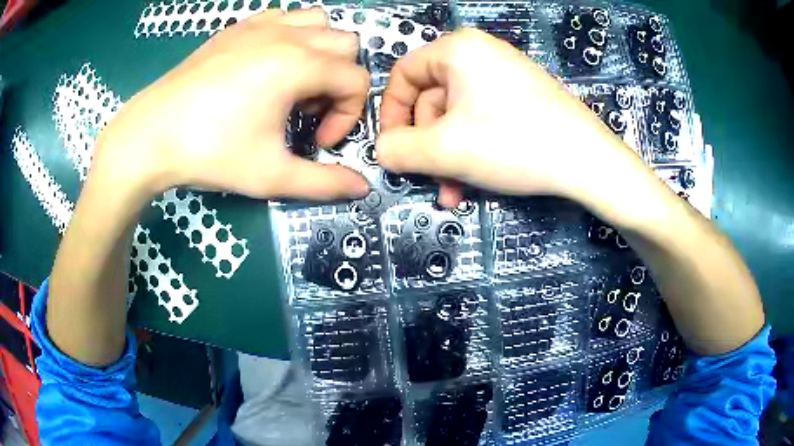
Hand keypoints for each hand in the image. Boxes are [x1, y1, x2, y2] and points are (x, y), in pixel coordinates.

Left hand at [95, 8, 369, 201]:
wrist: (151, 135)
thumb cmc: (210, 152)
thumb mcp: (271, 175)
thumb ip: (324, 183)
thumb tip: (362, 188)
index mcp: (299, 65)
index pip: (357, 81)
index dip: (349, 116)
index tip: (319, 141)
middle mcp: (287, 35)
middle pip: (346, 46)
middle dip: (338, 81)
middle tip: (306, 113)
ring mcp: (261, 25)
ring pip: (318, 23)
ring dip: (320, 53)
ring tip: (292, 84)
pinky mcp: (238, 27)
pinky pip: (284, 18)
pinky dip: (291, 37)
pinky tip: (268, 65)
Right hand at [376, 29, 641, 207]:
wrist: (588, 161)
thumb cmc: (514, 143)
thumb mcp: (444, 150)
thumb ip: (398, 149)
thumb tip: (381, 150)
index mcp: (457, 49)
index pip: (403, 76)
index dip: (391, 115)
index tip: (393, 150)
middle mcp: (479, 54)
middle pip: (431, 100)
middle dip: (428, 147)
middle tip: (432, 180)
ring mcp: (504, 75)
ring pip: (457, 117)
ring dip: (449, 157)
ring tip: (454, 191)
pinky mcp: (521, 97)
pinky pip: (481, 120)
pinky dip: (472, 150)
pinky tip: (475, 181)